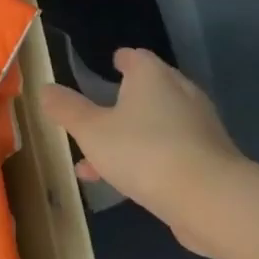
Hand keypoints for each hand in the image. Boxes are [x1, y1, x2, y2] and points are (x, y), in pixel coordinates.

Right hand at [39, 48, 245, 255]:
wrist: (212, 200)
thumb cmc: (144, 152)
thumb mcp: (90, 130)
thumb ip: (67, 109)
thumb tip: (46, 89)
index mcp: (152, 78)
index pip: (137, 57)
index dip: (121, 60)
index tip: (110, 64)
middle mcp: (181, 94)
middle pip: (150, 90)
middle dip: (123, 102)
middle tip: (98, 113)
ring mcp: (200, 128)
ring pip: (158, 126)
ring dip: (130, 138)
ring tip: (96, 162)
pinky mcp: (211, 161)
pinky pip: (171, 152)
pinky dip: (149, 159)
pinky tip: (126, 184)